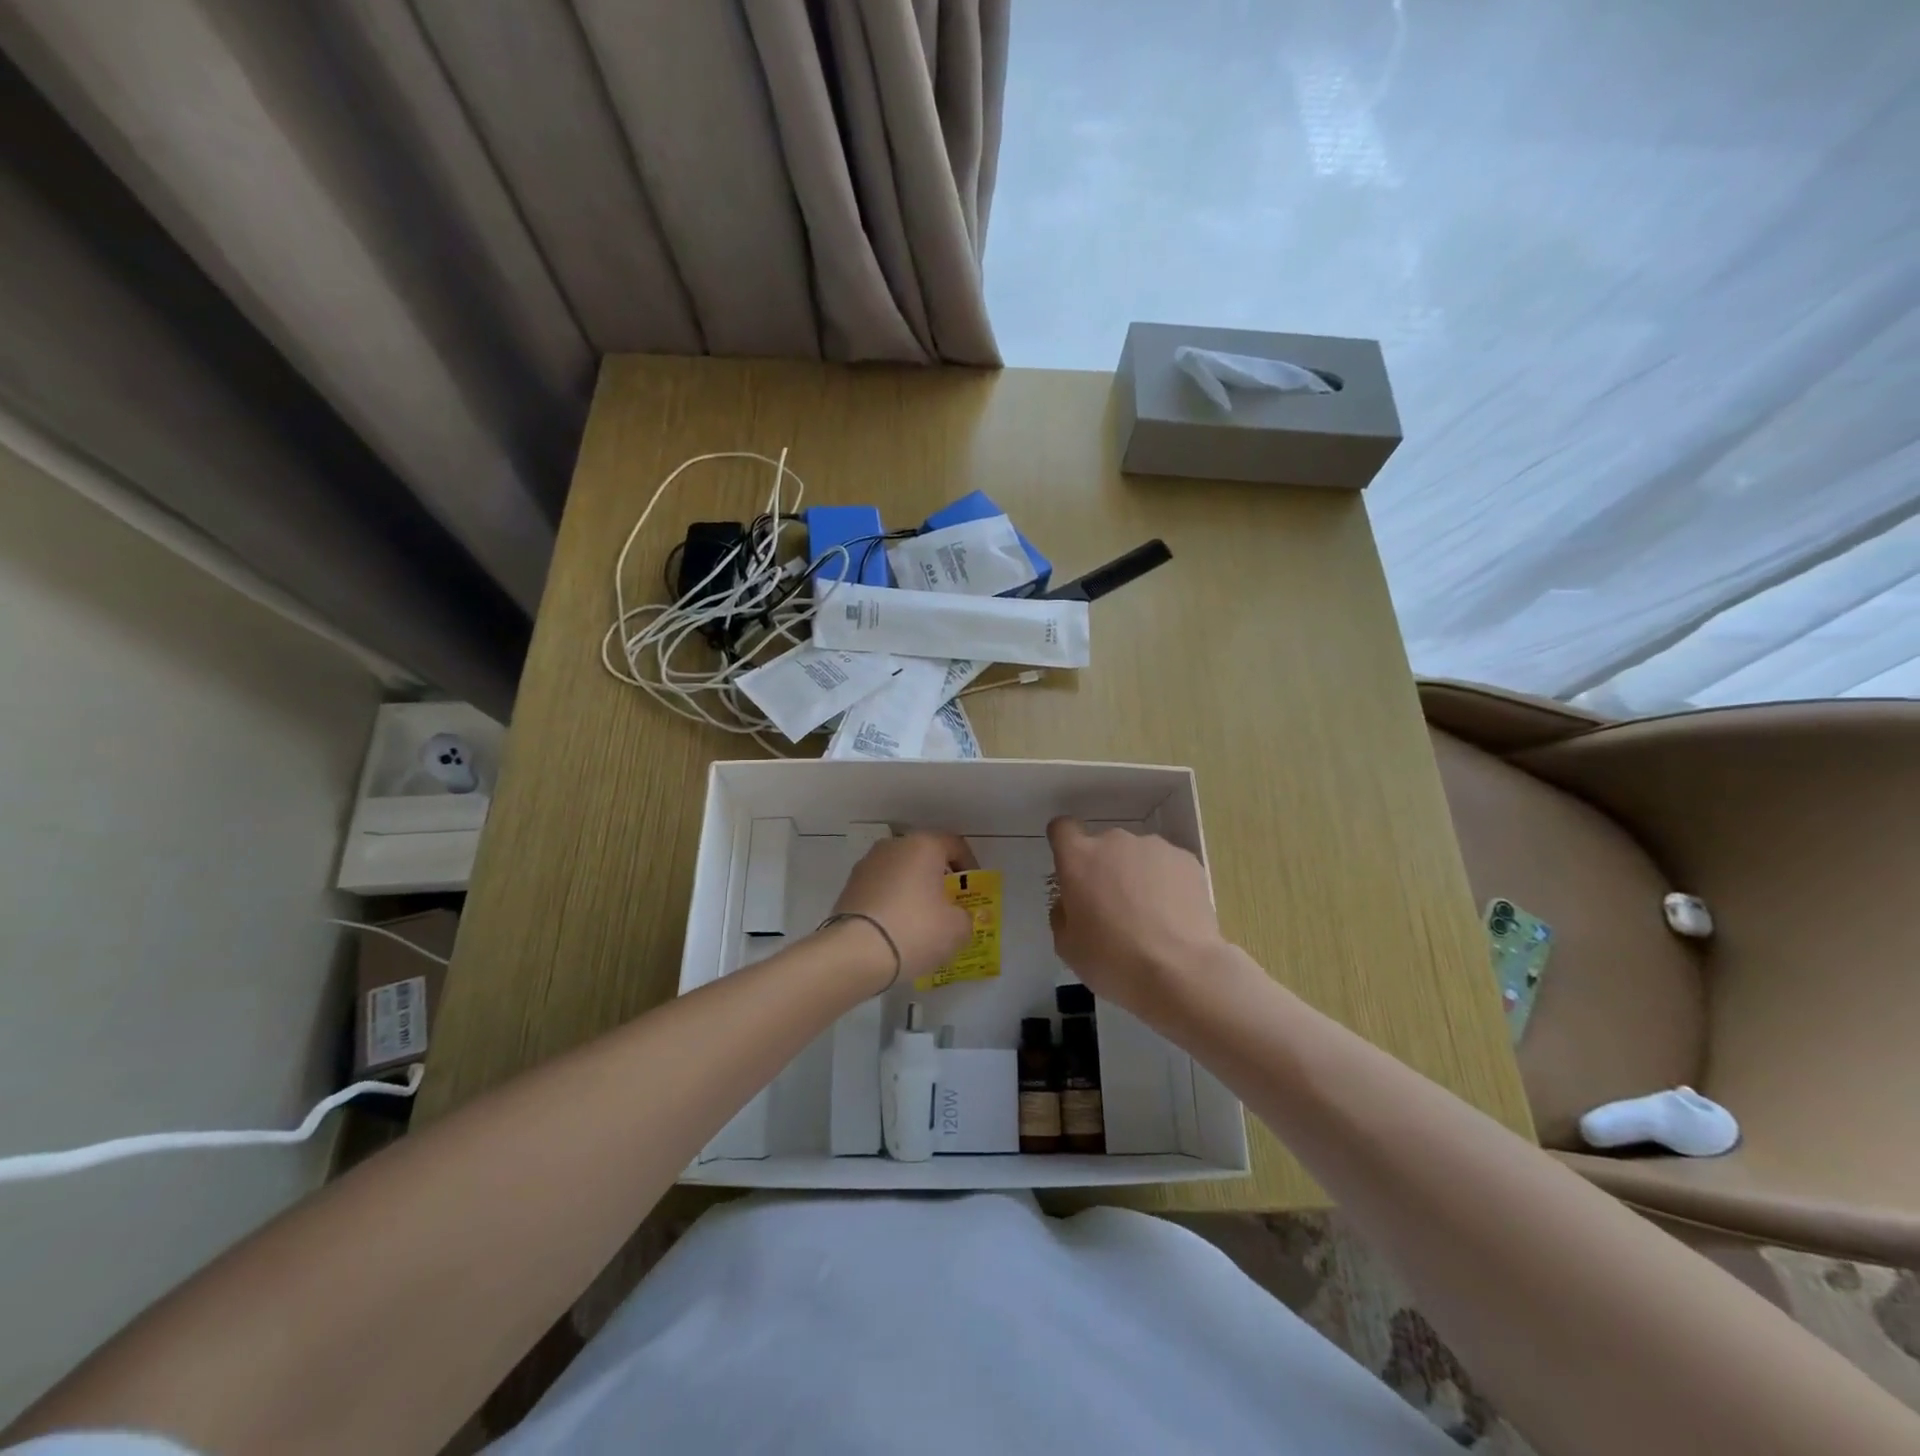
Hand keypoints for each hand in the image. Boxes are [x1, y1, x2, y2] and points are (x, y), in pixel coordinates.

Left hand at [828, 831, 976, 990]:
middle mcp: (893, 846)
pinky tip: (896, 929)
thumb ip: (964, 917)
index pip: (955, 845)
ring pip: (900, 873)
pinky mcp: (848, 887)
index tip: (973, 892)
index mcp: (923, 846)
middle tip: (949, 906)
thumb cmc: (915, 930)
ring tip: (921, 921)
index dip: (970, 867)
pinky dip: (891, 903)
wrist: (855, 952)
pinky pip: (880, 890)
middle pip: (925, 857)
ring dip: (913, 890)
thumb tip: (956, 917)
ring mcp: (866, 865)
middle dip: (939, 879)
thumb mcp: (957, 929)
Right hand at [1046, 817, 1228, 1016]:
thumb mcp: (1067, 946)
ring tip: (1151, 916)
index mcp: (1079, 858)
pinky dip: (1167, 884)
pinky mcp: (1187, 860)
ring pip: (1137, 856)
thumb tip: (1072, 902)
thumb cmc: (1113, 960)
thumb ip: (1063, 913)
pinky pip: (1167, 866)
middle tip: (1114, 909)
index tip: (1072, 870)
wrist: (1180, 972)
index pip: (1062, 829)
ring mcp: (1154, 847)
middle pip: (1103, 846)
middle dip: (1105, 869)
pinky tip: (1174, 917)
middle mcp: (1114, 842)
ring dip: (1137, 875)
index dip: (1065, 845)